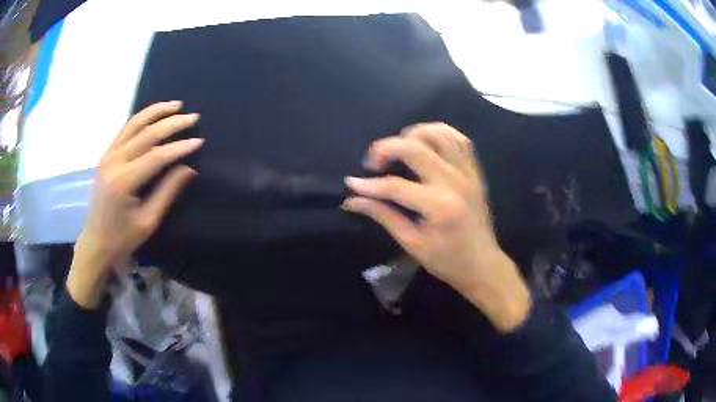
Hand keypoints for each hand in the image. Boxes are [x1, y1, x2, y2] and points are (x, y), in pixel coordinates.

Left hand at [67, 101, 203, 308]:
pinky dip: (141, 119)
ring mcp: (107, 156)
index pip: (156, 156)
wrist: (96, 241)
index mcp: (123, 182)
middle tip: (193, 117)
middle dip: (171, 123)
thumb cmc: (123, 237)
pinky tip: (154, 115)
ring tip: (176, 105)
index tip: (199, 141)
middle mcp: (113, 162)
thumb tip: (189, 168)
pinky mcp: (106, 155)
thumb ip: (167, 192)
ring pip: (134, 124)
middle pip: (146, 134)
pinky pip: (125, 130)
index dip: (178, 148)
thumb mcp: (148, 221)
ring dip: (156, 112)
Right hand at [343, 123, 530, 332]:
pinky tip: (424, 142)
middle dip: (387, 148)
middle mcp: (455, 181)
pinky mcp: (475, 171)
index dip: (369, 185)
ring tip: (398, 148)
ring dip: (413, 134)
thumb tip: (353, 200)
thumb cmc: (448, 261)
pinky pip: (459, 139)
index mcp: (439, 206)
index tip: (351, 183)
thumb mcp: (412, 244)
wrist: (484, 265)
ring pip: (439, 134)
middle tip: (373, 163)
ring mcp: (468, 173)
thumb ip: (383, 216)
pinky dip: (439, 133)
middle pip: (415, 147)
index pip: (396, 186)